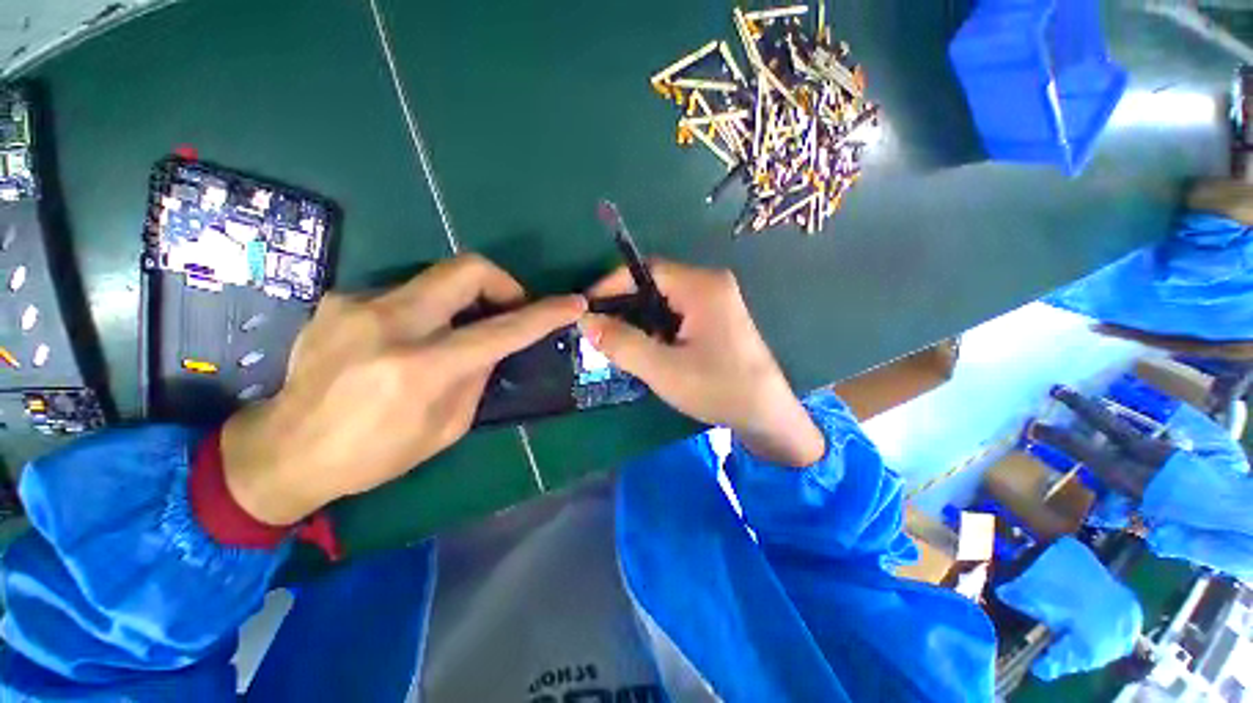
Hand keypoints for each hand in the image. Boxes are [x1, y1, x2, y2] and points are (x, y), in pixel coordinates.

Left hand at [221, 254, 585, 525]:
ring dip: (461, 300)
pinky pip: (403, 293)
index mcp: (422, 369)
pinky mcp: (338, 299)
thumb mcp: (447, 427)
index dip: (544, 314)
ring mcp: (358, 304)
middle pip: (467, 270)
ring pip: (436, 278)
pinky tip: (407, 339)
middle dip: (503, 282)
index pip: (502, 330)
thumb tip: (492, 344)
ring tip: (455, 332)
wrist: (284, 451)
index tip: (572, 303)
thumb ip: (477, 377)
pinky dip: (424, 310)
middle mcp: (390, 324)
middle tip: (508, 307)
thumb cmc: (375, 454)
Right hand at [581, 260, 823, 466]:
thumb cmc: (717, 389)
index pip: (646, 270)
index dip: (612, 284)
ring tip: (621, 343)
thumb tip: (585, 320)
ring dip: (640, 318)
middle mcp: (711, 284)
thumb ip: (622, 343)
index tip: (588, 307)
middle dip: (625, 305)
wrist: (766, 415)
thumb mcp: (663, 369)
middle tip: (601, 331)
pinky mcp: (718, 318)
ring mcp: (717, 300)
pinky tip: (649, 348)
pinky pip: (678, 312)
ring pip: (665, 299)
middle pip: (655, 283)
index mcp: (702, 287)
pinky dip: (657, 326)